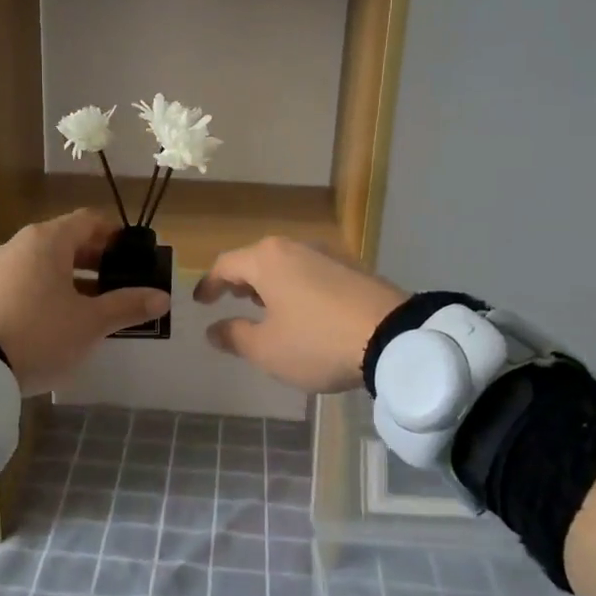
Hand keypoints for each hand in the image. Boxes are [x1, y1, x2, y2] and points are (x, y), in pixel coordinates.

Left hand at [0, 210, 169, 394]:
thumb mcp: (90, 323)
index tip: (134, 255)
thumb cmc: (40, 333)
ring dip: (72, 277)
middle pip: (66, 240)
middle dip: (96, 259)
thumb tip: (162, 297)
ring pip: (45, 262)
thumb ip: (127, 306)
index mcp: (48, 240)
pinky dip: (47, 289)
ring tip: (94, 305)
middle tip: (121, 283)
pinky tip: (59, 318)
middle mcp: (21, 243)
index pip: (89, 221)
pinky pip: (25, 279)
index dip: (115, 234)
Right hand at [193, 237, 407, 393]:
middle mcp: (295, 247)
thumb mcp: (267, 349)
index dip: (210, 284)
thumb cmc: (317, 341)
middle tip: (231, 299)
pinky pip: (311, 273)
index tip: (201, 302)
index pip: (226, 264)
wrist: (393, 337)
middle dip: (241, 280)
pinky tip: (302, 311)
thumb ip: (235, 336)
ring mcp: (328, 255)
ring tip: (265, 307)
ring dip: (270, 284)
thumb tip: (214, 329)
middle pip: (257, 259)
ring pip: (286, 265)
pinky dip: (296, 288)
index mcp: (267, 259)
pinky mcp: (353, 269)